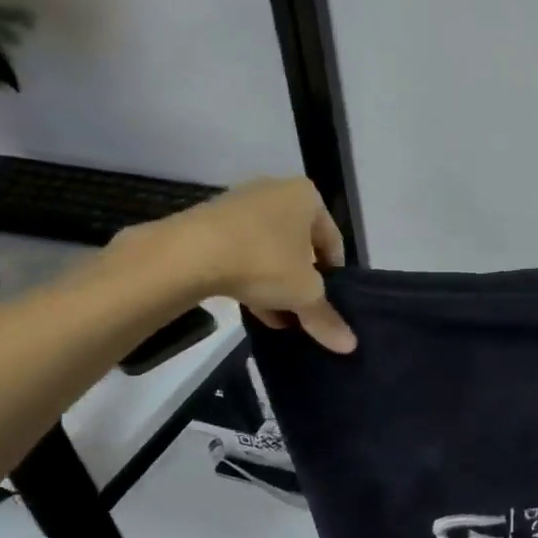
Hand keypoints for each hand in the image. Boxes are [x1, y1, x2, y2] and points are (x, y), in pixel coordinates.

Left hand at [116, 176, 356, 353]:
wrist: (187, 254)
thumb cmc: (263, 261)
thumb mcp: (304, 294)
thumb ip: (326, 317)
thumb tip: (350, 345)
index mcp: (306, 197)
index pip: (333, 241)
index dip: (334, 276)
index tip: (328, 302)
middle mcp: (276, 192)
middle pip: (300, 245)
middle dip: (302, 280)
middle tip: (303, 310)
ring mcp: (240, 205)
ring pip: (270, 250)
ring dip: (277, 283)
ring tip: (280, 317)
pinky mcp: (210, 221)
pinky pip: (241, 251)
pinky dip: (250, 277)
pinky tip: (253, 308)